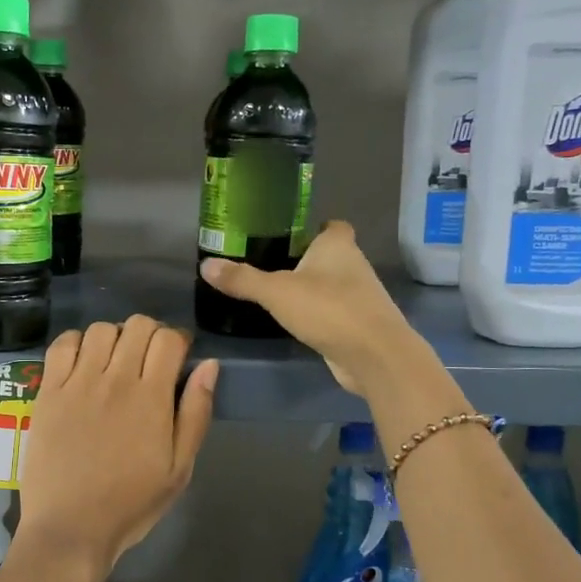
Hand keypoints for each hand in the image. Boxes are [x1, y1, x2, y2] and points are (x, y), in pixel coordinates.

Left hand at [18, 317, 217, 577]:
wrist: (70, 528)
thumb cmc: (131, 503)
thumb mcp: (179, 468)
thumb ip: (196, 413)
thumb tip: (208, 365)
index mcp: (151, 398)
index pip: (168, 339)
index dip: (178, 339)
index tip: (178, 356)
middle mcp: (115, 380)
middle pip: (137, 325)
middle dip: (150, 333)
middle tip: (148, 359)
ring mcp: (77, 383)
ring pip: (100, 329)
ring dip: (115, 337)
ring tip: (114, 361)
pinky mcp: (48, 392)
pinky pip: (61, 345)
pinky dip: (76, 342)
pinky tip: (82, 362)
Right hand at [199, 222, 424, 394]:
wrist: (374, 356)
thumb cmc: (329, 309)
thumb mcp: (276, 292)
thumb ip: (242, 279)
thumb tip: (205, 265)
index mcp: (338, 245)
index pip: (331, 225)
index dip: (312, 227)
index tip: (285, 236)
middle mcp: (354, 265)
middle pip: (329, 255)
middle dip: (305, 259)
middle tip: (269, 265)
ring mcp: (360, 296)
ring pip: (332, 284)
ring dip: (311, 289)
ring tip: (276, 294)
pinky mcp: (359, 324)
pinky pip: (334, 311)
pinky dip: (318, 314)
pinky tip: (295, 322)